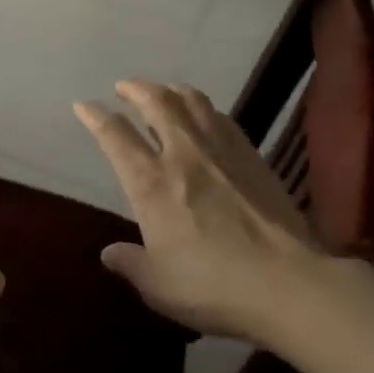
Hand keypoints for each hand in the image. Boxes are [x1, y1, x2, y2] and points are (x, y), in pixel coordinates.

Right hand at [75, 80, 330, 344]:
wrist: (290, 285)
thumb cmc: (213, 287)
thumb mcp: (158, 285)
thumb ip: (131, 263)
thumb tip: (109, 253)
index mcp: (150, 183)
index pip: (115, 136)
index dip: (95, 116)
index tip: (84, 105)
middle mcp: (183, 155)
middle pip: (156, 103)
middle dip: (135, 88)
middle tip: (124, 85)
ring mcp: (222, 152)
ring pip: (193, 102)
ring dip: (171, 90)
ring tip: (162, 90)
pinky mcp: (253, 158)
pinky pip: (223, 119)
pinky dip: (205, 108)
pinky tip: (205, 115)